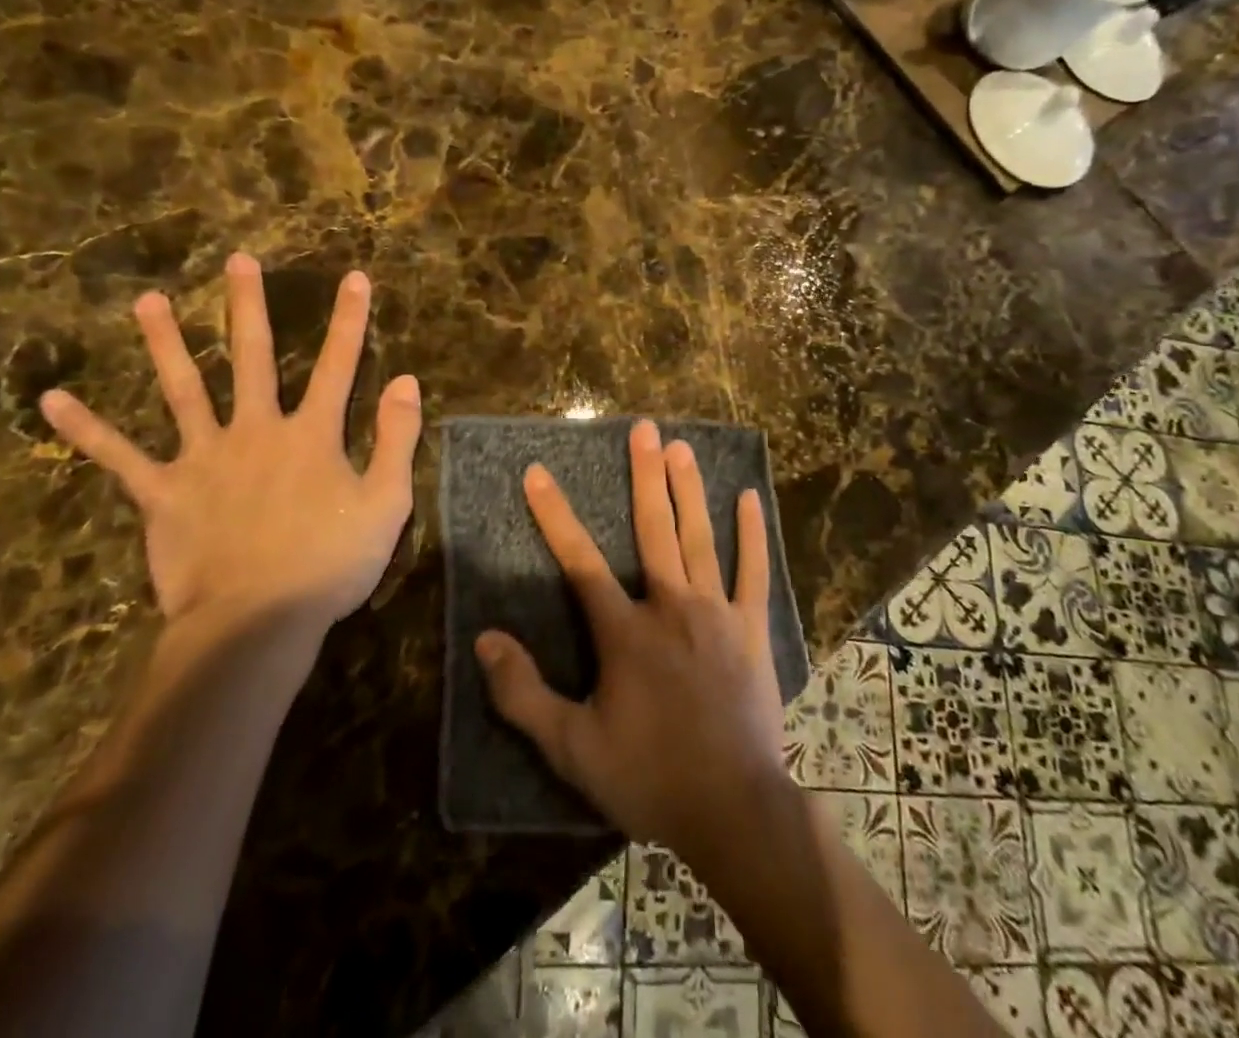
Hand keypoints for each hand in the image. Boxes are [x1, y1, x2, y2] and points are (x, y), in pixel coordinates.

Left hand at [39, 253, 421, 628]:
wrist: (255, 624)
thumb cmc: (329, 565)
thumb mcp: (386, 503)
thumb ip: (396, 439)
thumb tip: (406, 380)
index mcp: (311, 436)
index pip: (339, 365)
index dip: (350, 320)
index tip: (354, 277)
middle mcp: (256, 431)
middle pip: (253, 358)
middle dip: (248, 306)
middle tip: (237, 260)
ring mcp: (204, 459)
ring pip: (183, 389)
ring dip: (165, 343)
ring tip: (148, 301)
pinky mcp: (163, 493)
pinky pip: (119, 457)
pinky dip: (87, 430)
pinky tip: (54, 401)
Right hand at [475, 420, 788, 854]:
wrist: (734, 810)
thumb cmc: (648, 777)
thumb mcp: (572, 748)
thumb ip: (523, 694)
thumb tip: (484, 640)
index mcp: (625, 631)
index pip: (580, 561)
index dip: (555, 515)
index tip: (538, 472)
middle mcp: (670, 605)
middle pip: (653, 529)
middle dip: (644, 476)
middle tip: (643, 428)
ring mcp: (717, 613)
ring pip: (700, 538)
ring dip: (689, 490)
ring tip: (681, 447)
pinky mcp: (752, 629)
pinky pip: (753, 572)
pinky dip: (753, 534)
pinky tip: (749, 498)